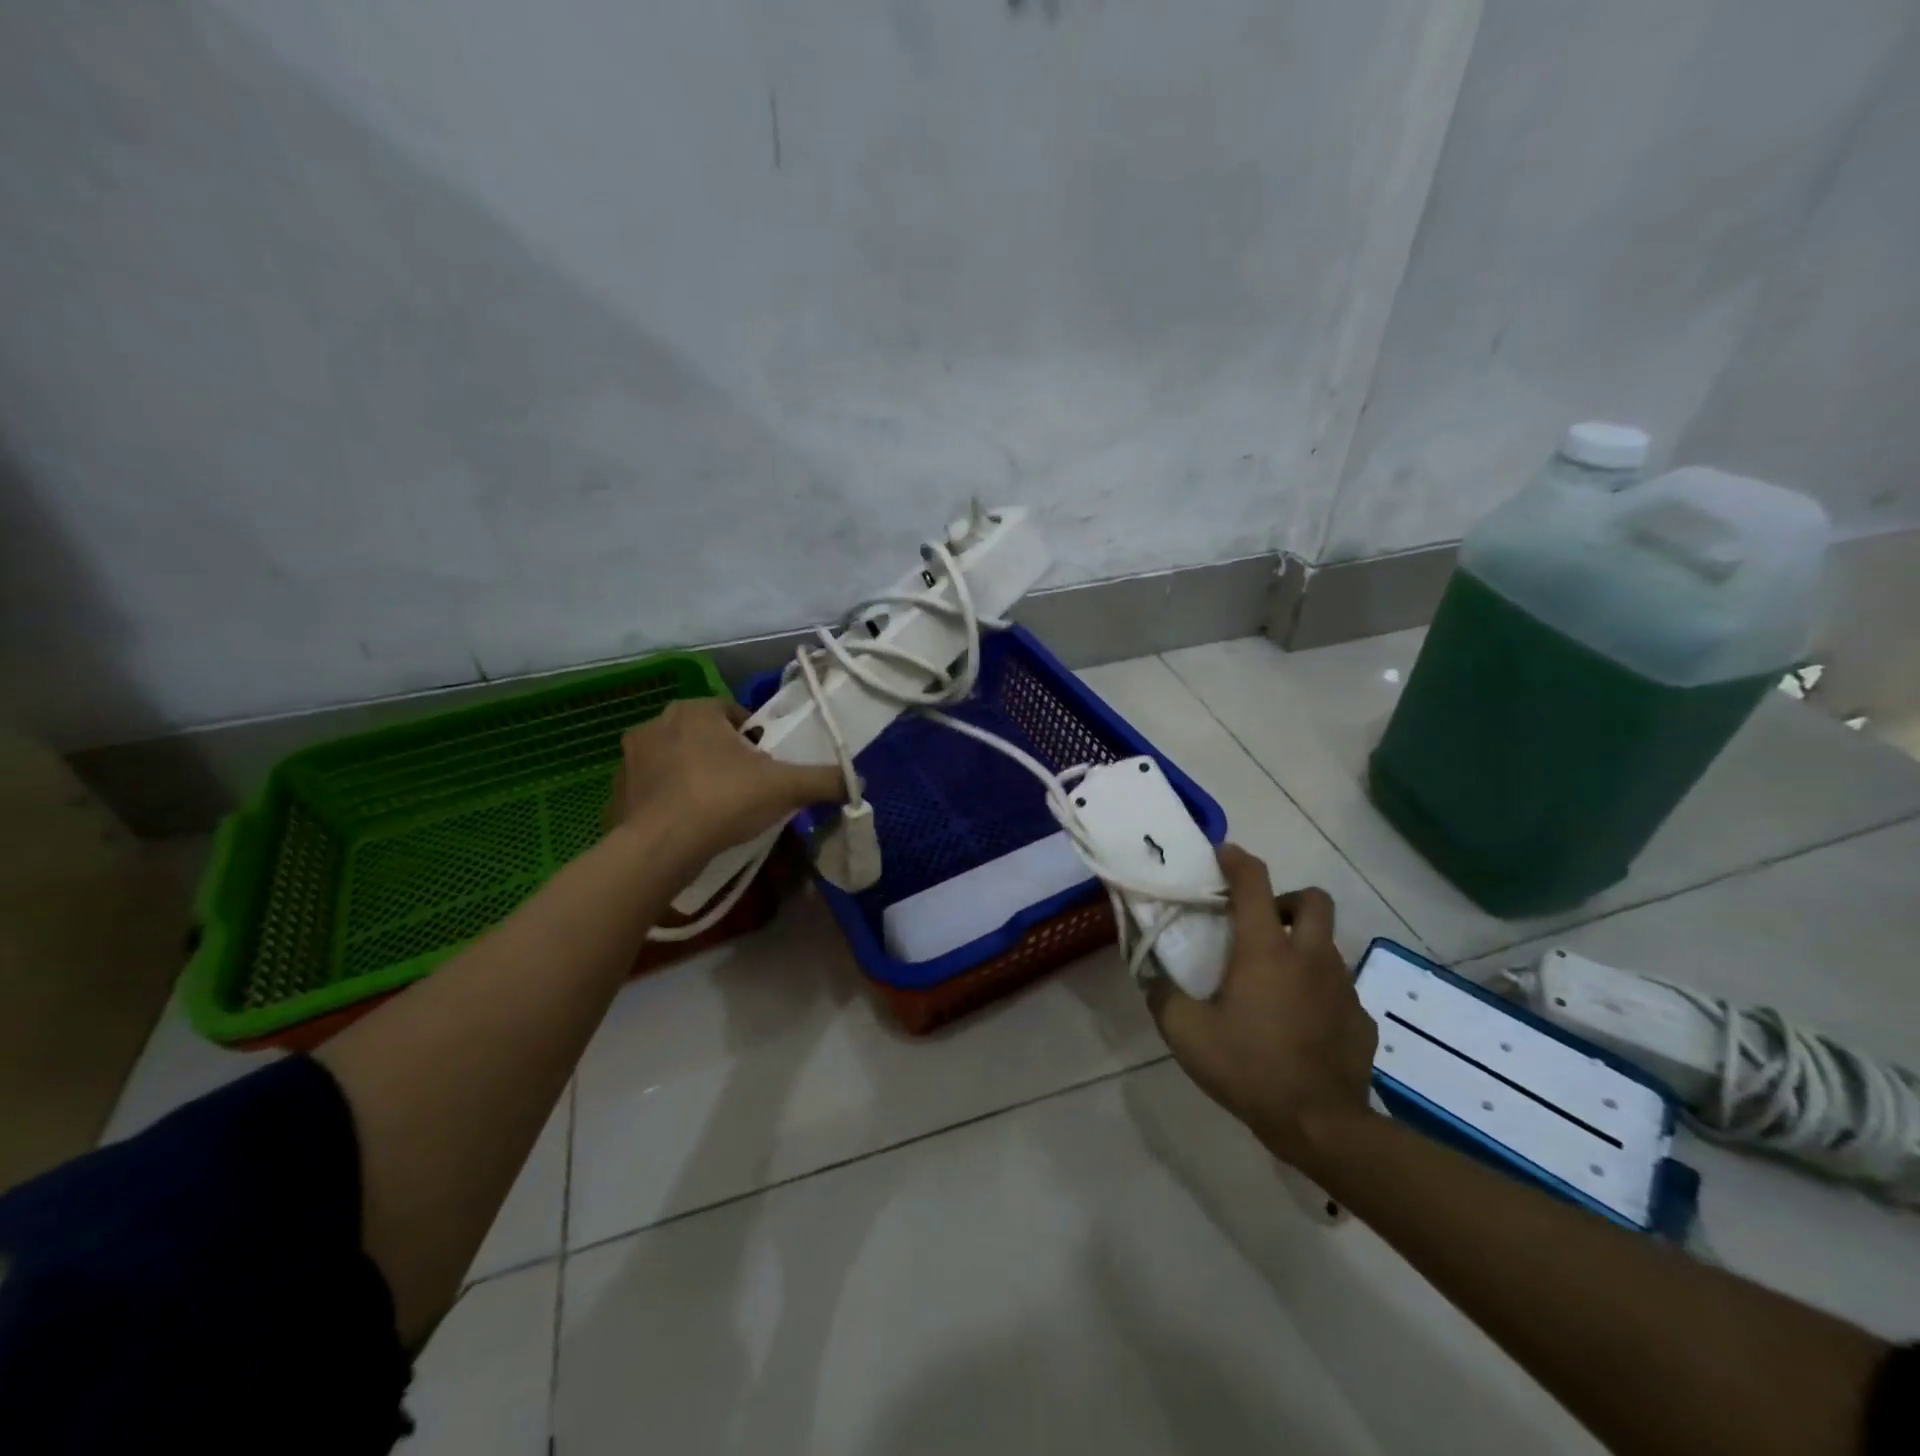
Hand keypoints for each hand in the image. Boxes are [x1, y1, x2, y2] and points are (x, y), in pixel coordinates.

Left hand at [605, 698, 846, 863]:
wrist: (660, 849)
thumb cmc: (723, 800)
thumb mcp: (786, 787)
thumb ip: (824, 779)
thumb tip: (859, 781)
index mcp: (695, 710)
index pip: (733, 714)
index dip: (754, 740)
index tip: (765, 768)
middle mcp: (656, 724)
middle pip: (703, 736)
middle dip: (723, 758)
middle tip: (744, 790)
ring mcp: (629, 759)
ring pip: (675, 762)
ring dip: (693, 777)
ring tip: (714, 811)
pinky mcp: (615, 793)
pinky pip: (651, 791)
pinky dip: (667, 803)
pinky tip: (685, 828)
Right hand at [1148, 845, 1376, 1165]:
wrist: (1321, 1126)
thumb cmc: (1249, 1068)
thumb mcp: (1186, 1034)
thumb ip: (1162, 996)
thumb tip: (1153, 977)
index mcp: (1266, 950)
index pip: (1255, 882)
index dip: (1237, 860)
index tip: (1222, 854)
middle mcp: (1310, 956)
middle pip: (1313, 900)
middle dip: (1287, 900)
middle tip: (1262, 924)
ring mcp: (1342, 987)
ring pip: (1326, 945)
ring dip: (1302, 947)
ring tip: (1274, 981)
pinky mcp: (1361, 1019)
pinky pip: (1338, 989)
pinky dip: (1318, 991)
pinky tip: (1299, 1022)